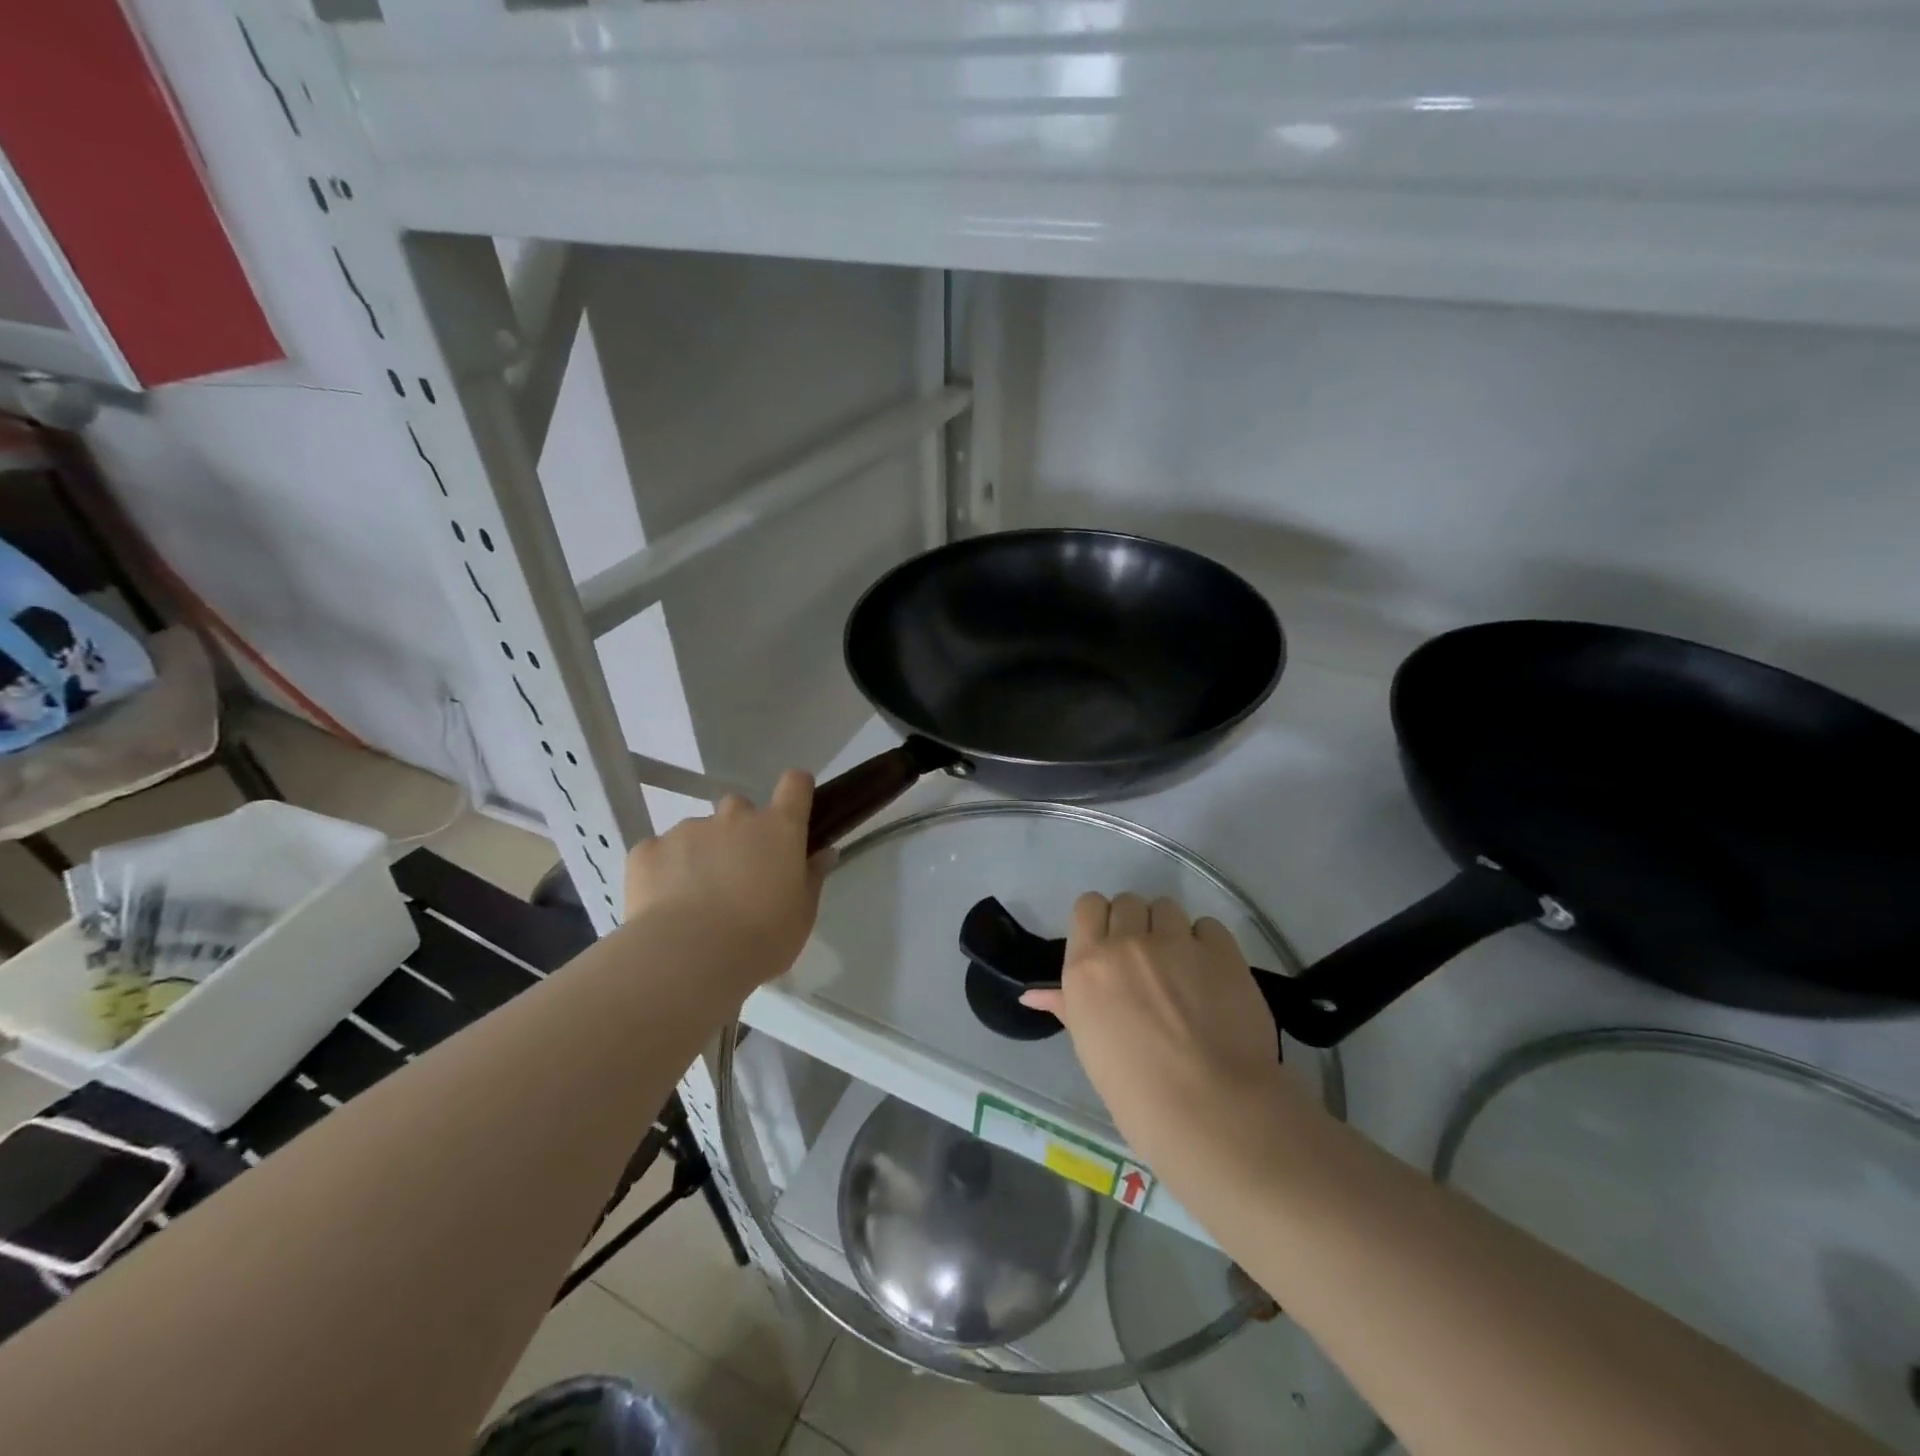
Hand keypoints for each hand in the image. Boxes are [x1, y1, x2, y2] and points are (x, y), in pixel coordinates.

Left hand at [621, 770, 831, 994]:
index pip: (795, 785)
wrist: (689, 959)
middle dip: (740, 833)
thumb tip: (823, 853)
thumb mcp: (802, 915)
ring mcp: (688, 829)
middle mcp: (734, 817)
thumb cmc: (761, 938)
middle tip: (738, 874)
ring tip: (696, 900)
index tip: (793, 810)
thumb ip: (811, 877)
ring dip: (701, 854)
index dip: (795, 791)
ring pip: (698, 832)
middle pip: (740, 808)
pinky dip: (663, 870)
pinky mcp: (648, 850)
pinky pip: (659, 852)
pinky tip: (664, 905)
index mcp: (779, 829)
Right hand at [1021, 892, 1293, 1167]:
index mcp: (1086, 965)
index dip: (1100, 921)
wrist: (1210, 1110)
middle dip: (1135, 924)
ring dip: (1169, 930)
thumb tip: (1033, 995)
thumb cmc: (1135, 1093)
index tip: (1110, 947)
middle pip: (1128, 902)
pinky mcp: (1220, 949)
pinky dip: (1207, 943)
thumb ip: (1066, 1005)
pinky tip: (1212, 976)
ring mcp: (1175, 941)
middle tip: (1147, 963)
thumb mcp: (1088, 1047)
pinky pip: (1207, 925)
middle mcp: (1127, 943)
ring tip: (1182, 968)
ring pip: (1167, 907)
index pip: (1087, 905)